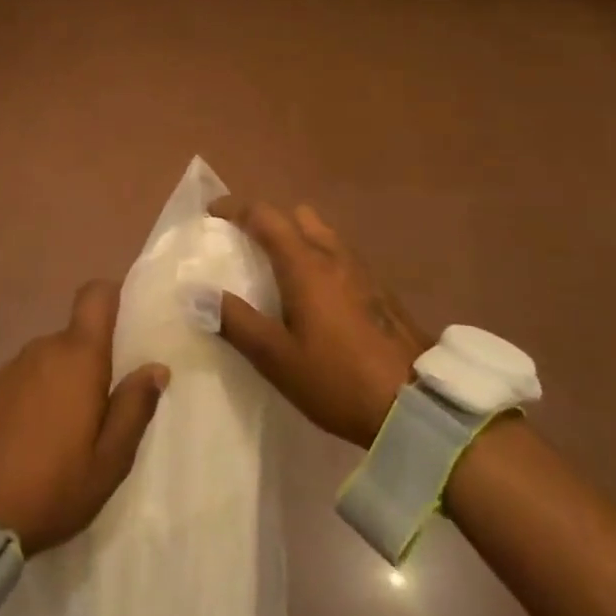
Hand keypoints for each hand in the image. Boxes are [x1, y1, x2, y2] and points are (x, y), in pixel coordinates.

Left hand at [0, 281, 170, 553]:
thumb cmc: (53, 486)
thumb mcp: (109, 461)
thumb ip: (134, 408)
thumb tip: (155, 368)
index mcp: (77, 357)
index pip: (95, 296)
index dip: (113, 297)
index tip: (129, 322)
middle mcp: (42, 349)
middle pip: (75, 336)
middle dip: (93, 361)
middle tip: (105, 406)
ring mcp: (9, 367)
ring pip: (49, 360)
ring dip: (62, 382)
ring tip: (67, 432)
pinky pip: (23, 379)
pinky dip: (34, 396)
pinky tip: (32, 439)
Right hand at [209, 197, 429, 447]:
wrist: (420, 407)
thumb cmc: (339, 379)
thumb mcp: (276, 358)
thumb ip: (235, 321)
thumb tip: (195, 291)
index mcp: (305, 264)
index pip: (265, 216)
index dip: (234, 208)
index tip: (211, 214)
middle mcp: (335, 256)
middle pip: (297, 216)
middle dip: (269, 219)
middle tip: (246, 242)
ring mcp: (363, 272)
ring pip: (324, 234)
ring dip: (297, 237)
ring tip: (279, 268)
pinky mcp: (381, 292)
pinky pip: (342, 257)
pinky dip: (320, 258)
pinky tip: (317, 295)